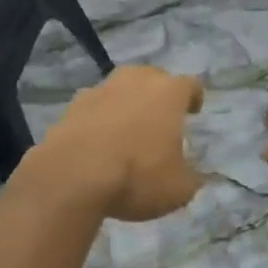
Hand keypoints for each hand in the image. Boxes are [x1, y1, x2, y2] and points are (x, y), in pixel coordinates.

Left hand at [27, 66, 204, 220]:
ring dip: (127, 102)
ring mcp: (101, 89)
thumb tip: (194, 177)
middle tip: (161, 117)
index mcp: (168, 93)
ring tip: (128, 127)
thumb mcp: (178, 190)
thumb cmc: (136, 176)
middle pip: (153, 77)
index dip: (194, 97)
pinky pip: (95, 105)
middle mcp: (136, 81)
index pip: (190, 85)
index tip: (194, 111)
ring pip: (121, 87)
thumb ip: (191, 179)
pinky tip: (98, 139)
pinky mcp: (73, 104)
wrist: (73, 175)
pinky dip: (100, 116)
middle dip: (159, 93)